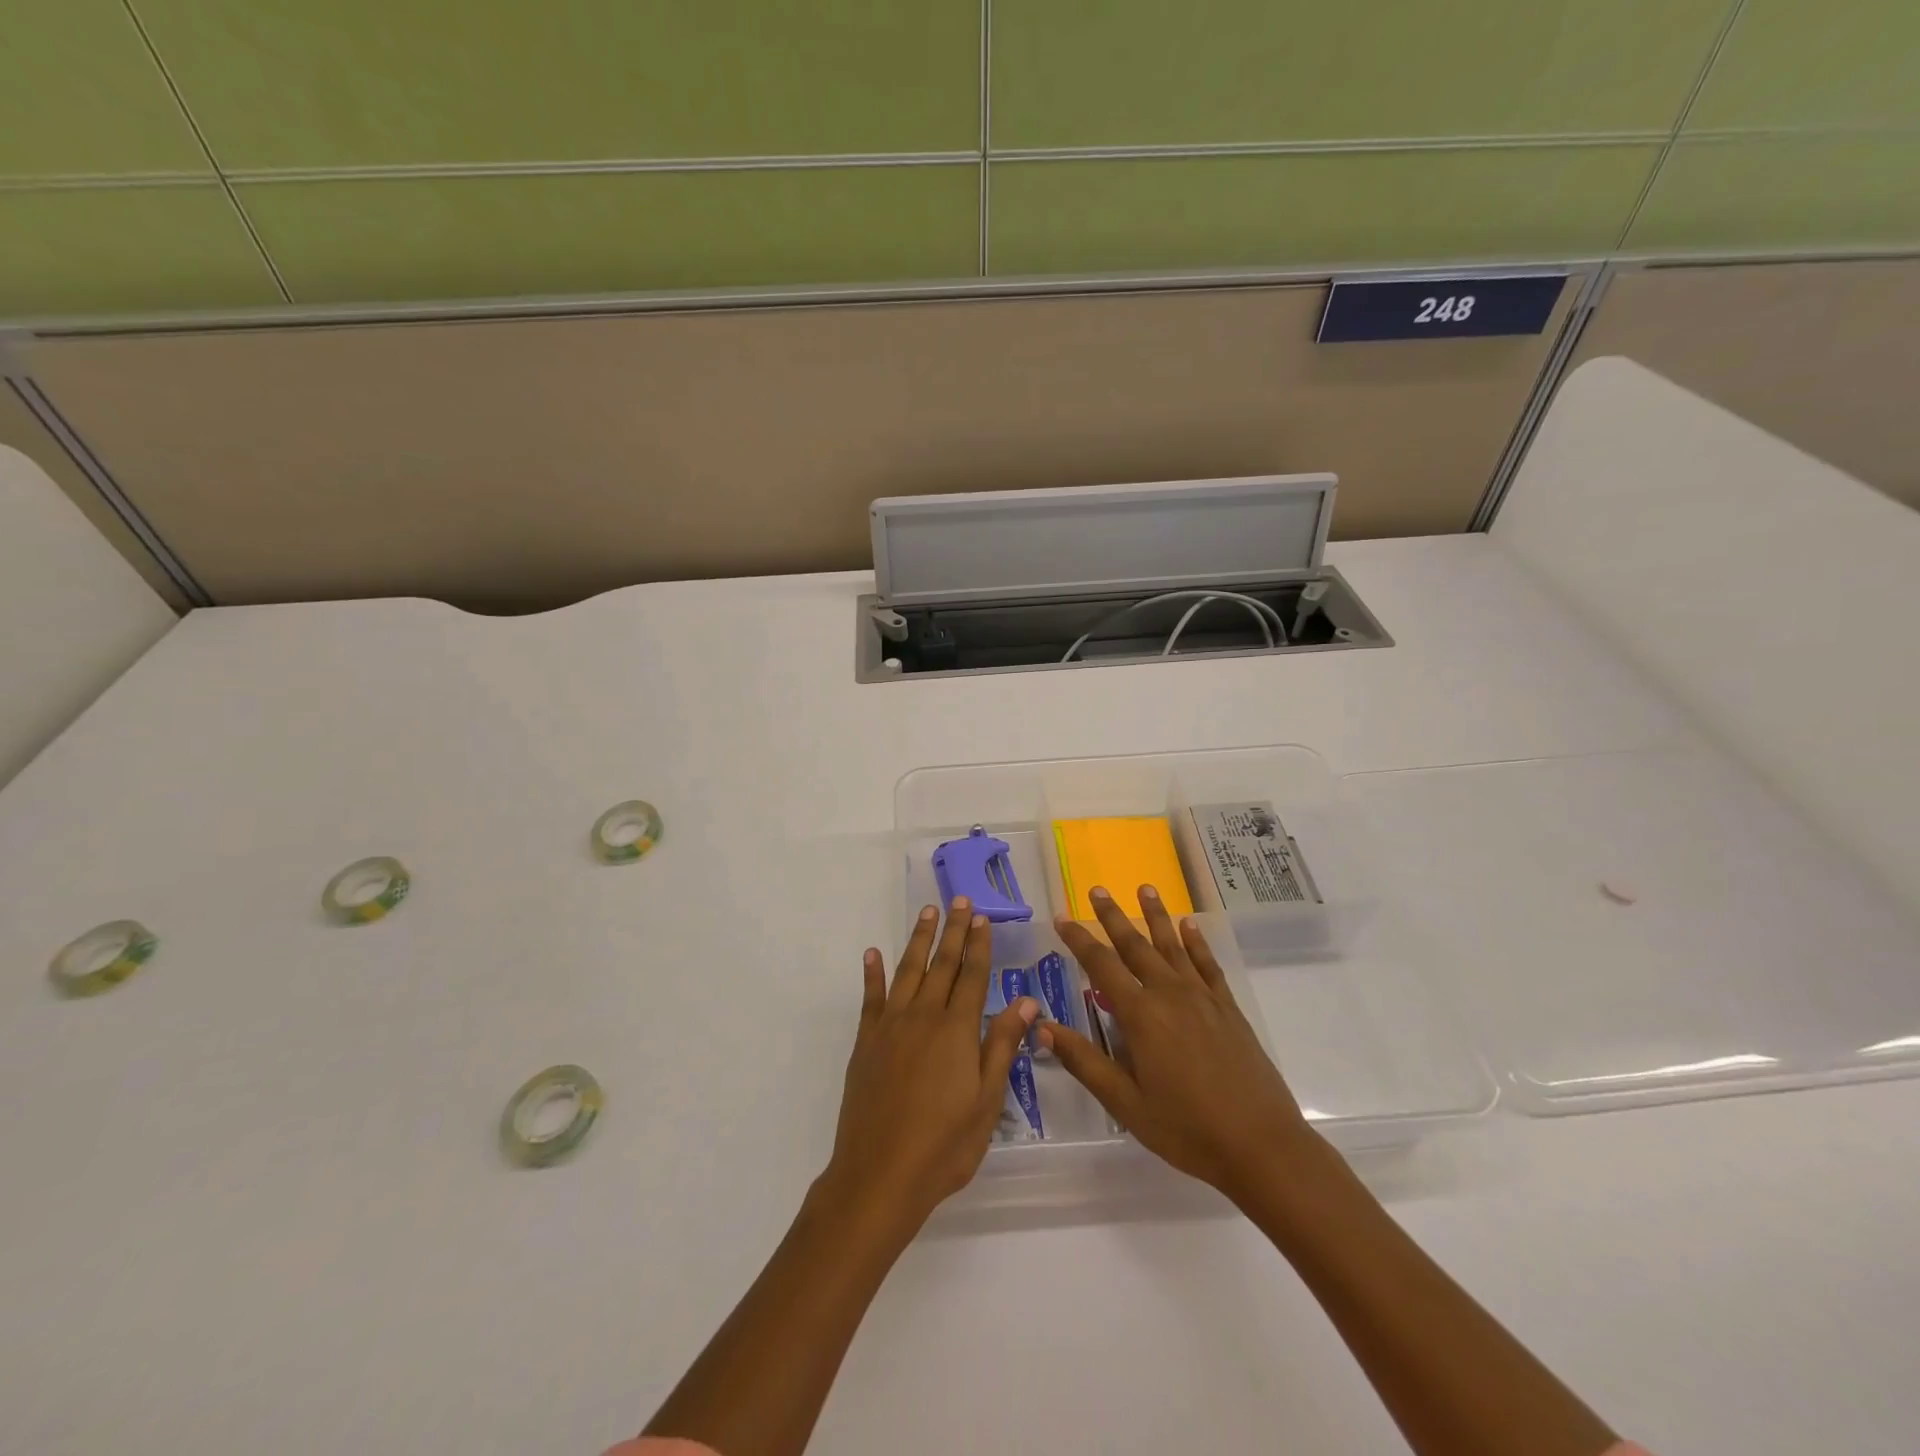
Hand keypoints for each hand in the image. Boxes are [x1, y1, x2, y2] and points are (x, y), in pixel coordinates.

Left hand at [821, 898, 1038, 1239]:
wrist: (880, 1175)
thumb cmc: (944, 1145)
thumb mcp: (987, 1101)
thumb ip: (1003, 1045)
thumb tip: (1027, 1001)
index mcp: (957, 1030)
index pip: (973, 976)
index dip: (979, 945)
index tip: (982, 917)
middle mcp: (923, 1017)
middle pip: (942, 964)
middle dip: (952, 930)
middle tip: (958, 899)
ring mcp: (891, 1026)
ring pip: (908, 971)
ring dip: (918, 940)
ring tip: (927, 912)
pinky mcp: (866, 1042)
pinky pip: (871, 998)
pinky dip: (873, 974)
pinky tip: (873, 954)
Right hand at [1041, 884, 1322, 1204]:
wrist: (1261, 1145)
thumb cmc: (1186, 1129)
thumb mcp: (1125, 1103)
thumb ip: (1084, 1061)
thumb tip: (1042, 1027)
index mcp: (1140, 1015)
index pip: (1101, 965)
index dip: (1079, 939)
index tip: (1061, 917)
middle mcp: (1169, 994)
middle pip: (1136, 945)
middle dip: (1114, 917)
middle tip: (1098, 890)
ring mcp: (1202, 998)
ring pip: (1173, 946)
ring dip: (1157, 916)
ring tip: (1146, 888)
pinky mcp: (1228, 1008)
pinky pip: (1208, 965)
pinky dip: (1198, 942)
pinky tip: (1191, 926)